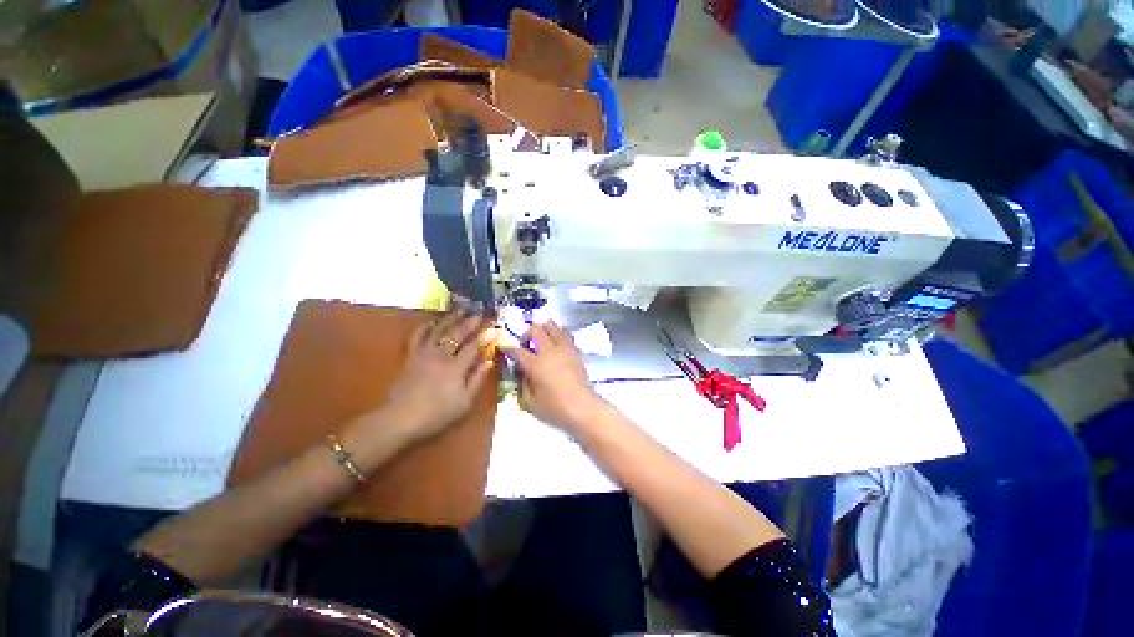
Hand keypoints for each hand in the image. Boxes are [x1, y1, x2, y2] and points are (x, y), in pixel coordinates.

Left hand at [383, 311, 496, 442]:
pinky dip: (425, 327)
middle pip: (457, 334)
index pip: (473, 347)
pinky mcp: (411, 357)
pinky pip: (417, 337)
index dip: (484, 336)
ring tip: (459, 308)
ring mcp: (424, 354)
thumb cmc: (436, 414)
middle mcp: (440, 356)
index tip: (494, 327)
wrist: (400, 419)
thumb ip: (477, 380)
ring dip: (450, 318)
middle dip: (469, 322)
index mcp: (456, 368)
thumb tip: (489, 362)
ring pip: (438, 331)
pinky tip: (432, 321)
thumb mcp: (464, 402)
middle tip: (479, 312)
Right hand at [501, 321, 606, 435]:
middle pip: (536, 329)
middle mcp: (550, 351)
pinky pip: (567, 336)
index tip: (503, 347)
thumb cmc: (555, 409)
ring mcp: (565, 349)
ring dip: (545, 330)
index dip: (507, 348)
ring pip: (554, 326)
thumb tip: (522, 371)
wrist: (583, 408)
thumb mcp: (530, 402)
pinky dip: (559, 337)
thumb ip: (523, 383)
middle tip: (526, 345)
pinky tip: (558, 348)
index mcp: (535, 364)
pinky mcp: (576, 352)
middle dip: (527, 334)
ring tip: (543, 341)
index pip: (517, 350)